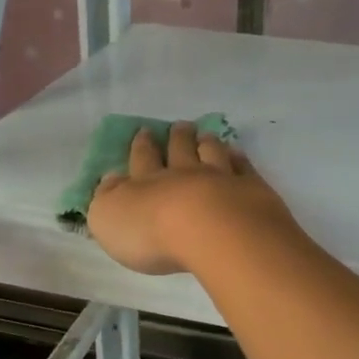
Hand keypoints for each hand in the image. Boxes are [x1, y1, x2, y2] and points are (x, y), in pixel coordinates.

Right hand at [87, 123, 295, 275]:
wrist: (212, 232)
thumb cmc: (152, 232)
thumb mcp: (109, 219)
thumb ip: (107, 198)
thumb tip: (109, 180)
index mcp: (148, 182)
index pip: (142, 159)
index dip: (141, 145)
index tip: (144, 131)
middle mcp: (184, 174)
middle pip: (180, 150)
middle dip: (177, 137)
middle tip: (180, 126)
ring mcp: (221, 178)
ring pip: (212, 154)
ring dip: (207, 143)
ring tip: (206, 135)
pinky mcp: (251, 190)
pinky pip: (244, 169)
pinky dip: (239, 159)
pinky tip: (238, 155)